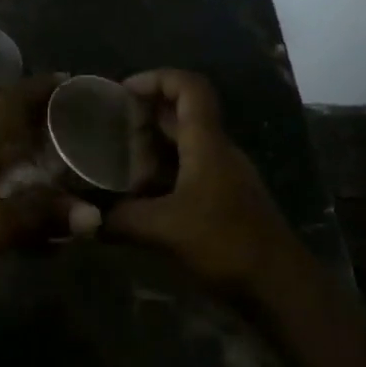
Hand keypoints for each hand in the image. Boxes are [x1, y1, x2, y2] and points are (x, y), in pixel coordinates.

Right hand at [104, 69, 308, 298]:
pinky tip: (138, 196)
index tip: (122, 91)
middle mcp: (217, 151)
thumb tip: (85, 219)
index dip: (156, 78)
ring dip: (151, 147)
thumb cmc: (225, 243)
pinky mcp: (224, 201)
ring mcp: (223, 177)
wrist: (280, 288)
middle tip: (107, 127)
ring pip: (184, 145)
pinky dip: (162, 174)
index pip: (189, 87)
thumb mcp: (165, 229)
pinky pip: (188, 172)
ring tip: (114, 161)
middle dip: (144, 114)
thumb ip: (121, 219)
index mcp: (208, 143)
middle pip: (182, 114)